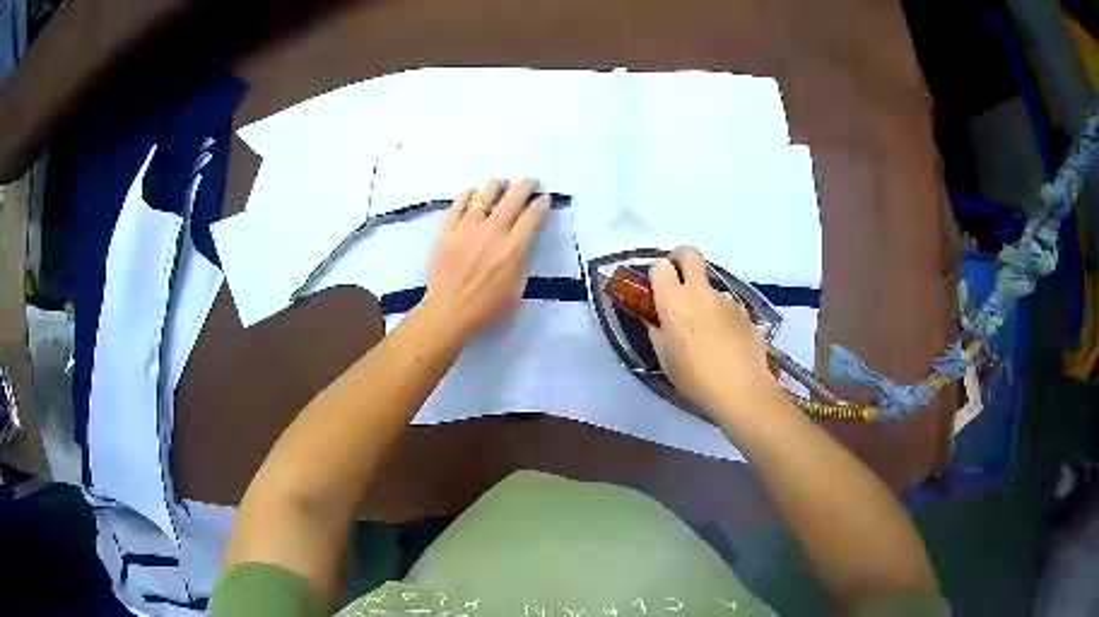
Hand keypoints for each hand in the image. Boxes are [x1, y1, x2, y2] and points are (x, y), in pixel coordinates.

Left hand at [420, 179, 550, 340]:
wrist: (449, 313)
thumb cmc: (487, 308)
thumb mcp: (517, 288)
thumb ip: (522, 260)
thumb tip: (523, 240)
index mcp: (513, 249)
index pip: (532, 217)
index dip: (541, 204)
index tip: (544, 199)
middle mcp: (492, 233)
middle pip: (511, 199)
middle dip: (524, 187)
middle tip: (529, 183)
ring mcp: (467, 230)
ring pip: (483, 196)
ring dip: (496, 186)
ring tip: (501, 183)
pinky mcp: (447, 232)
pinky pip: (457, 206)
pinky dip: (467, 195)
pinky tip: (472, 193)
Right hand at [647, 247, 782, 418]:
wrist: (742, 390)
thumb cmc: (695, 378)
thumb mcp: (665, 359)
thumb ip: (657, 332)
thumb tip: (656, 319)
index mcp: (674, 301)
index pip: (660, 267)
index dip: (656, 275)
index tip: (656, 290)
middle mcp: (700, 292)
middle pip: (690, 254)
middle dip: (680, 258)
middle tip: (677, 279)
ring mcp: (726, 299)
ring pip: (710, 285)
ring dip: (703, 297)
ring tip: (706, 331)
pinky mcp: (745, 312)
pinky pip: (727, 306)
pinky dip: (721, 315)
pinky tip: (724, 342)